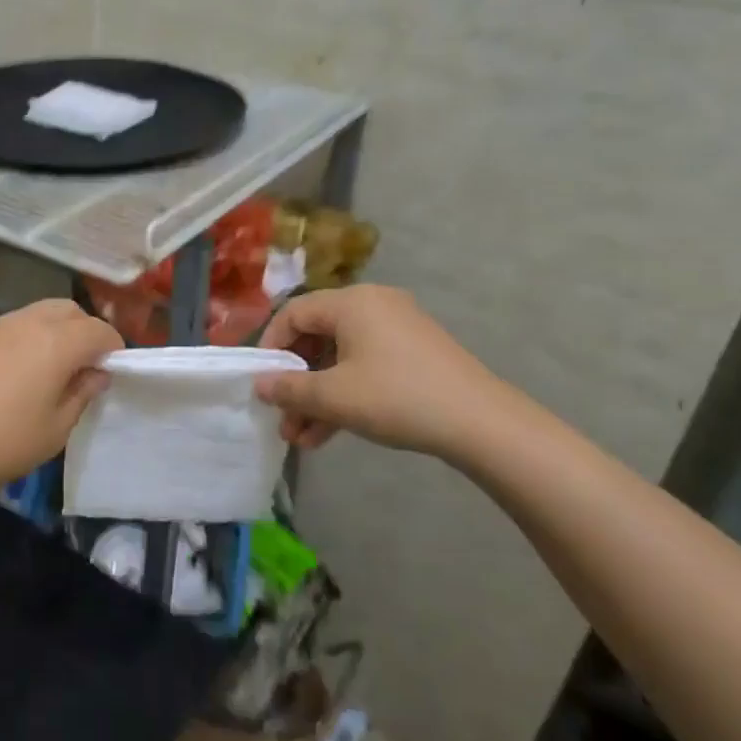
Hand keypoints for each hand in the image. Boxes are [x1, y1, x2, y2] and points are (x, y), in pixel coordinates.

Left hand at [0, 299, 123, 499]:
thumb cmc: (1, 441)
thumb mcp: (55, 430)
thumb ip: (81, 394)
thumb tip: (96, 373)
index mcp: (57, 342)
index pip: (100, 331)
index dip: (114, 349)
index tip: (114, 372)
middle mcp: (30, 322)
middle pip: (70, 311)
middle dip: (86, 331)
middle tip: (86, 367)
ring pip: (41, 313)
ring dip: (58, 331)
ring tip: (54, 370)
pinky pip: (16, 325)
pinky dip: (31, 337)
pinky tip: (21, 372)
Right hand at [255, 285, 514, 462]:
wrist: (481, 423)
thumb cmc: (397, 398)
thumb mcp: (334, 397)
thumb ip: (289, 389)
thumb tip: (259, 384)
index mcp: (352, 302)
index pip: (293, 313)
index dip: (270, 347)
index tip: (261, 382)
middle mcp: (373, 305)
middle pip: (317, 337)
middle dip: (296, 382)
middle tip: (282, 417)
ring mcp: (397, 329)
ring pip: (341, 358)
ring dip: (317, 397)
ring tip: (300, 438)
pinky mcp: (414, 354)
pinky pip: (365, 366)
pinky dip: (345, 395)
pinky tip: (328, 435)